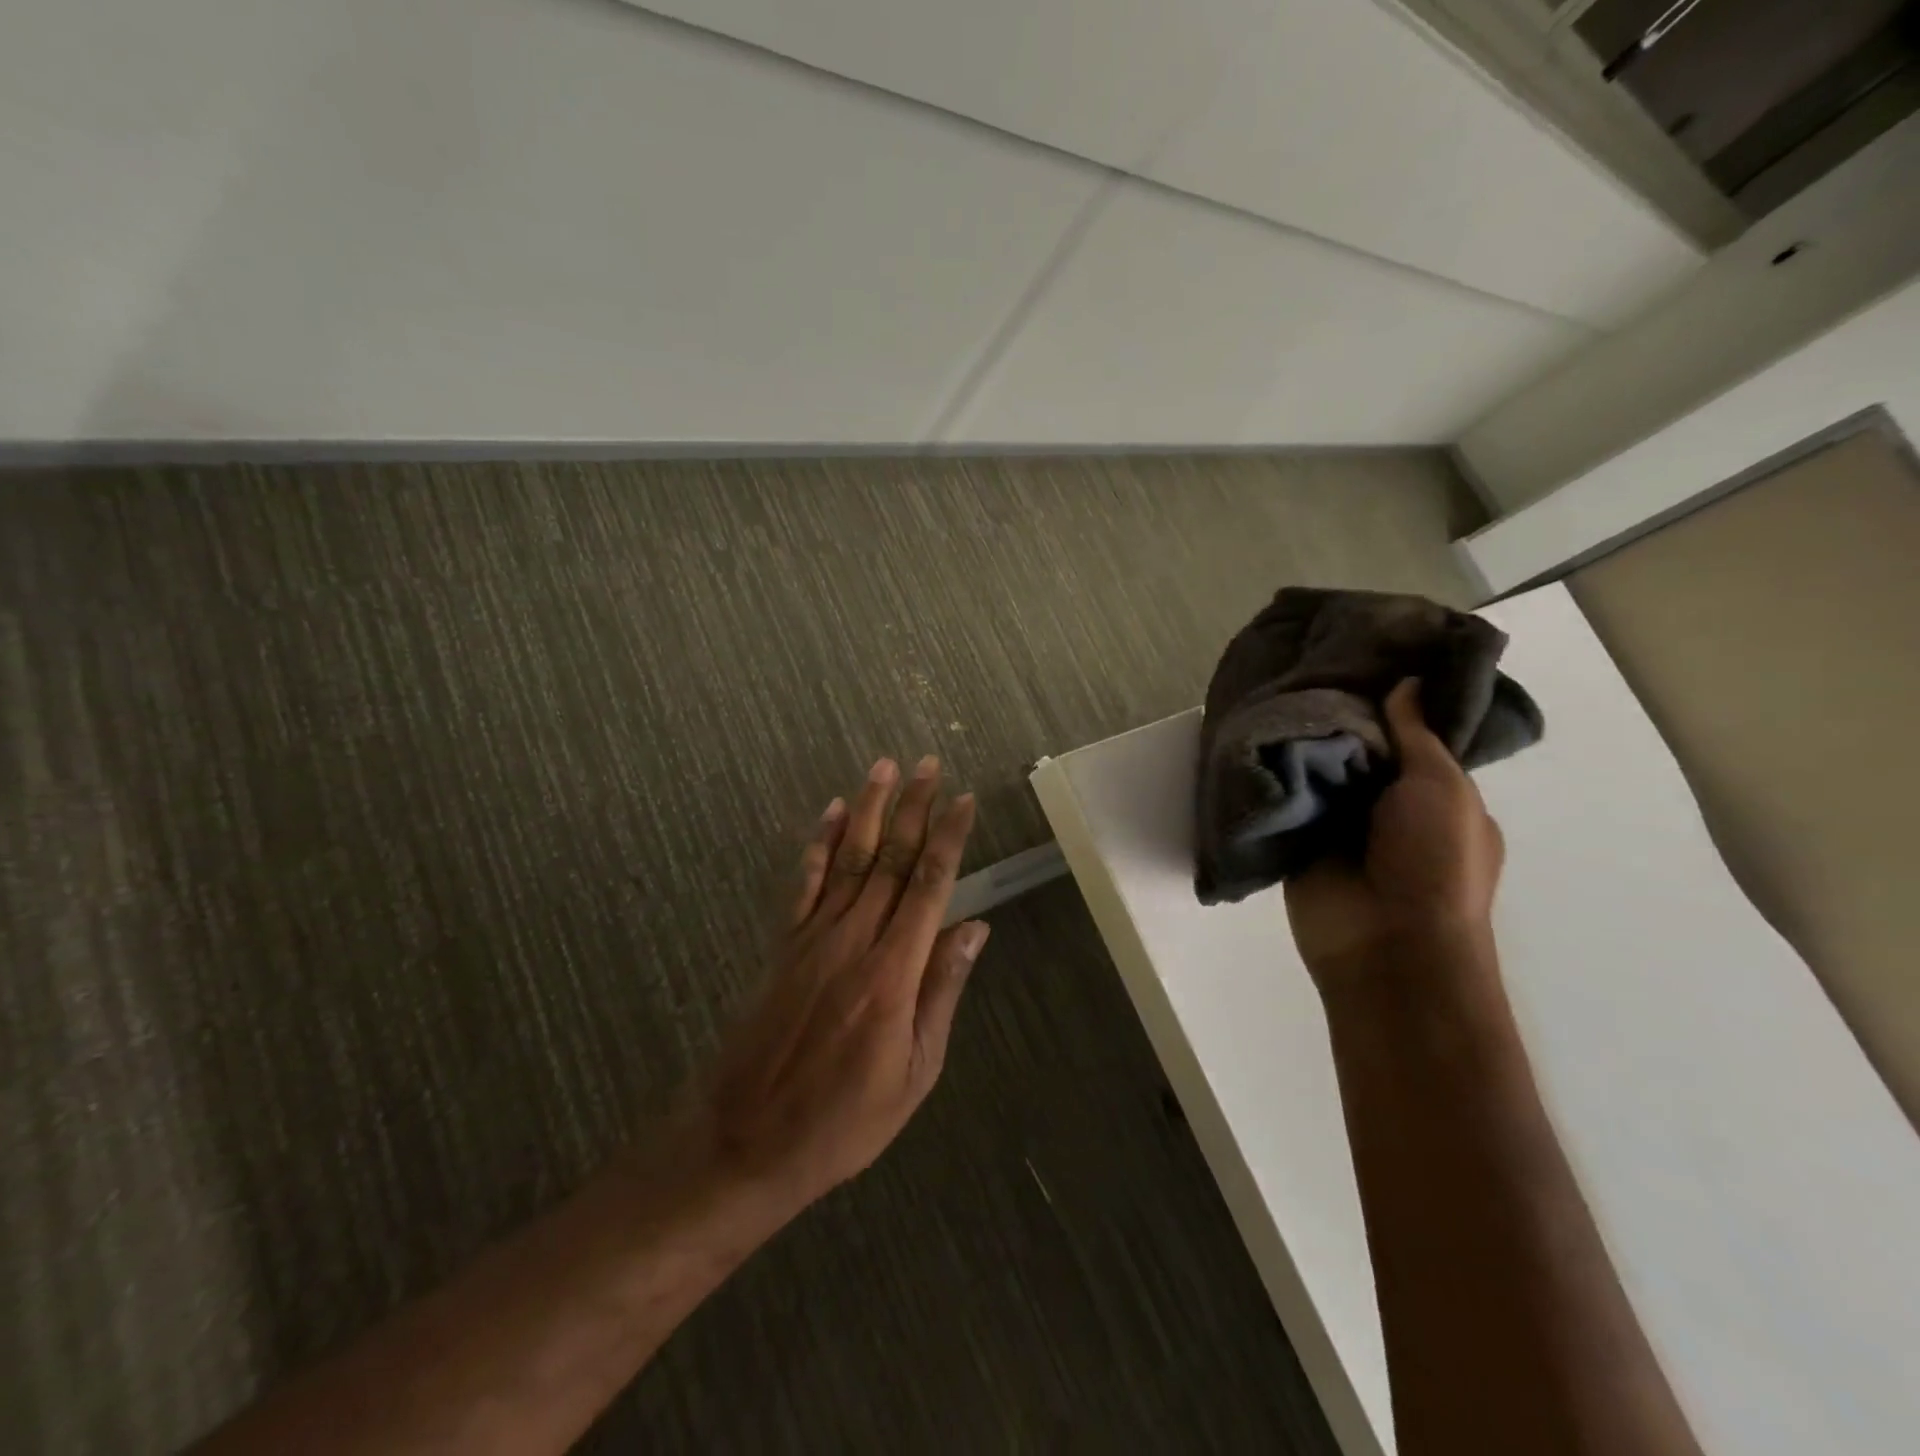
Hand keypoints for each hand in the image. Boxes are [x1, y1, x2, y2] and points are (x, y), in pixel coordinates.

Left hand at [690, 756, 986, 1217]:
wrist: (747, 1140)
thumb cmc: (844, 1120)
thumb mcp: (915, 1073)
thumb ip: (942, 992)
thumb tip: (974, 928)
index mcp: (893, 973)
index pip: (928, 887)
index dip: (949, 838)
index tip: (965, 800)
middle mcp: (853, 940)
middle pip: (890, 859)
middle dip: (914, 808)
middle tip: (930, 764)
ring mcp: (813, 937)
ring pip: (848, 857)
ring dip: (870, 809)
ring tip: (886, 767)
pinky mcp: (784, 944)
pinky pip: (804, 882)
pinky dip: (819, 842)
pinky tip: (832, 811)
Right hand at [1285, 680, 1503, 988]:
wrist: (1388, 945)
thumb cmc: (1436, 863)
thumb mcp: (1442, 789)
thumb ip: (1416, 736)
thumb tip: (1404, 683)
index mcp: (1432, 794)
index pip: (1405, 736)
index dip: (1386, 701)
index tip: (1357, 657)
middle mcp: (1384, 805)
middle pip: (1354, 748)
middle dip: (1333, 715)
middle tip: (1301, 666)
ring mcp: (1337, 824)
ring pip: (1314, 769)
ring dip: (1296, 741)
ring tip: (1266, 688)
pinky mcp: (1295, 840)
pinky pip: (1281, 798)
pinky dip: (1268, 773)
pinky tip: (1245, 733)